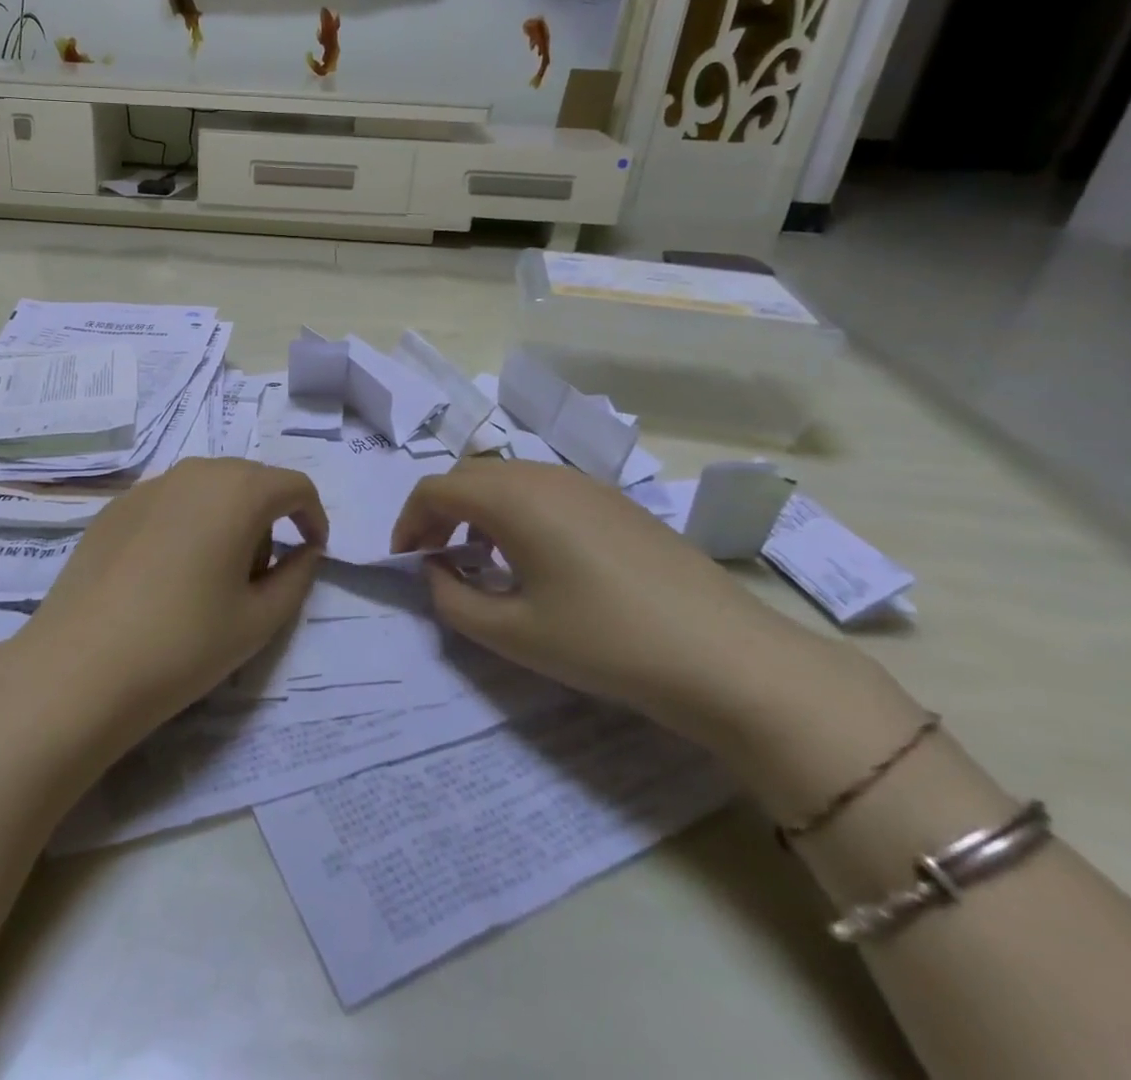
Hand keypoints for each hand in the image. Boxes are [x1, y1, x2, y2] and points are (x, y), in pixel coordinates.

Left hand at [19, 458, 327, 742]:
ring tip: (210, 577)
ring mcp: (149, 486)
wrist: (80, 666)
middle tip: (259, 575)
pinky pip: (170, 502)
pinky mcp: (115, 507)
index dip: (313, 517)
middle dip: (268, 519)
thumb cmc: (184, 643)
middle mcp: (195, 473)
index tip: (312, 554)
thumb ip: (297, 577)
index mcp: (238, 491)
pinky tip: (166, 575)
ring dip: (226, 519)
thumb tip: (306, 552)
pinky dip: (186, 524)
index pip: (294, 486)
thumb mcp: (259, 619)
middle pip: (250, 481)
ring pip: (208, 489)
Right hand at [392, 460, 814, 734]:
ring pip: (507, 478)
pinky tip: (534, 557)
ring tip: (479, 558)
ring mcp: (584, 483)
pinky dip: (515, 511)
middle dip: (439, 511)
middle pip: (469, 475)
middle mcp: (543, 475)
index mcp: (513, 498)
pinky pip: (543, 489)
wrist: (726, 656)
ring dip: (477, 509)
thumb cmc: (606, 642)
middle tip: (434, 558)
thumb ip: (453, 599)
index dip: (408, 521)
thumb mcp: (514, 633)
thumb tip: (435, 572)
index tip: (404, 560)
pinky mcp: (613, 500)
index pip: (436, 488)